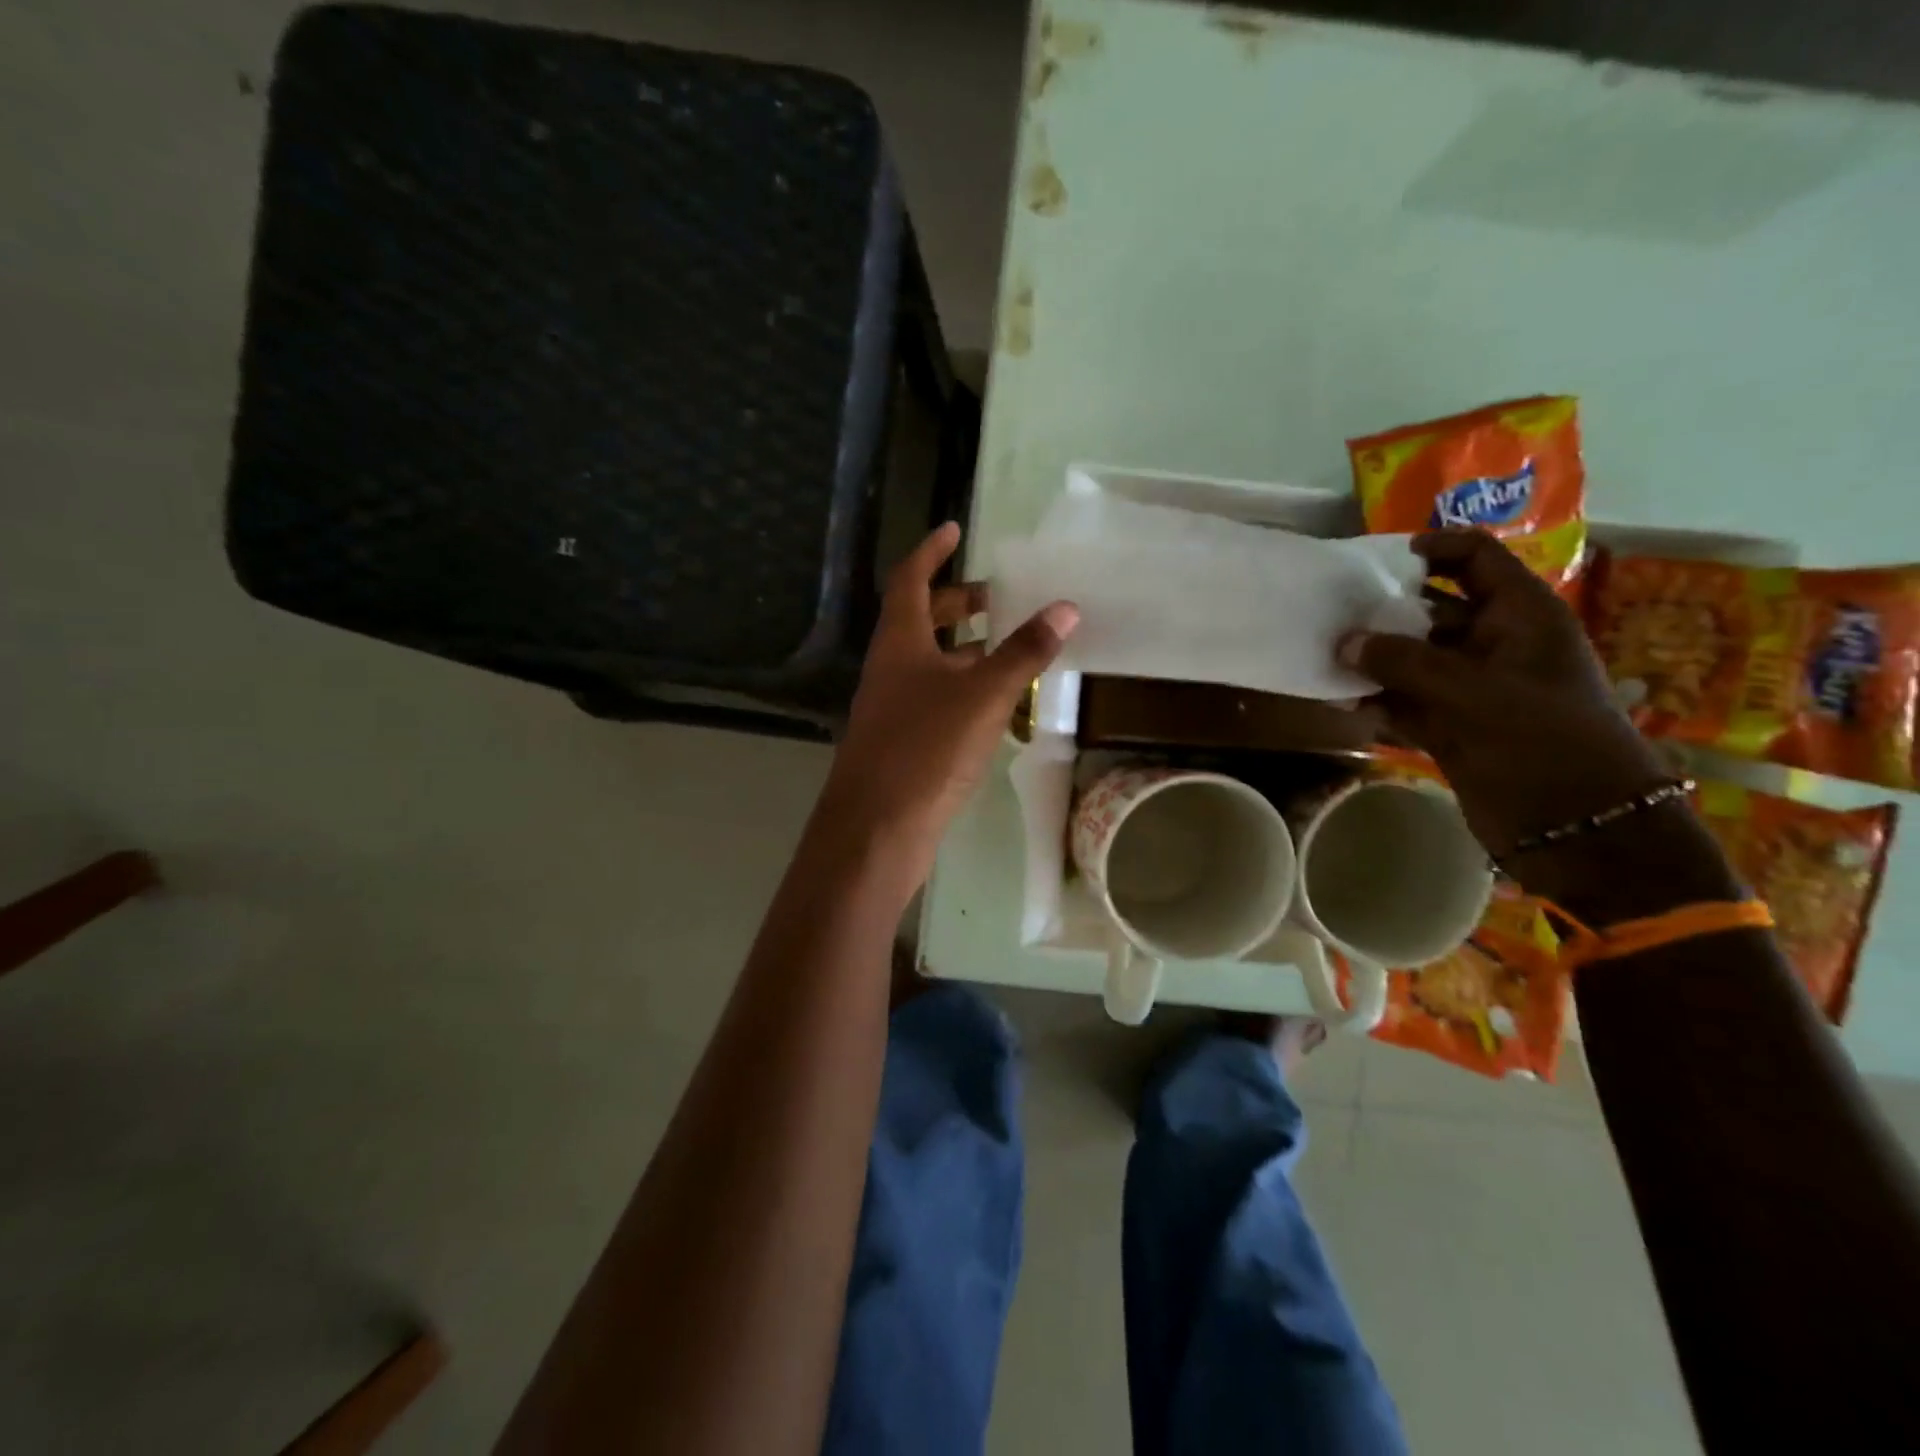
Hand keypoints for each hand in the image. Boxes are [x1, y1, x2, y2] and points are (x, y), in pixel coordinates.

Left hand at [821, 523, 1077, 863]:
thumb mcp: (982, 695)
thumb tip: (1066, 606)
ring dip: (969, 650)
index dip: (931, 551)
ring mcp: (895, 707)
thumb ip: (1023, 652)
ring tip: (1015, 646)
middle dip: (960, 603)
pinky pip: (938, 699)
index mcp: (900, 643)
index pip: (911, 580)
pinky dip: (967, 689)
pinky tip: (1000, 704)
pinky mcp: (905, 742)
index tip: (955, 529)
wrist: (877, 829)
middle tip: (1001, 598)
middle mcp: (892, 668)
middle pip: (923, 621)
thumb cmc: (925, 749)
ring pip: (933, 663)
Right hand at [1340, 530, 1670, 858]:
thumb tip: (1344, 642)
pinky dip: (1375, 699)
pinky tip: (1339, 699)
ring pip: (1411, 658)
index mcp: (1520, 616)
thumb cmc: (1542, 741)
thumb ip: (1404, 663)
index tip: (1376, 558)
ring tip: (1324, 655)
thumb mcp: (1474, 693)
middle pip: (1431, 608)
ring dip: (1372, 658)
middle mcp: (1494, 643)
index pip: (1475, 559)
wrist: (1576, 824)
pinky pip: (1403, 700)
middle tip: (1331, 611)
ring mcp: (1471, 687)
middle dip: (1384, 609)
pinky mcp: (1451, 725)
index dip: (1431, 549)